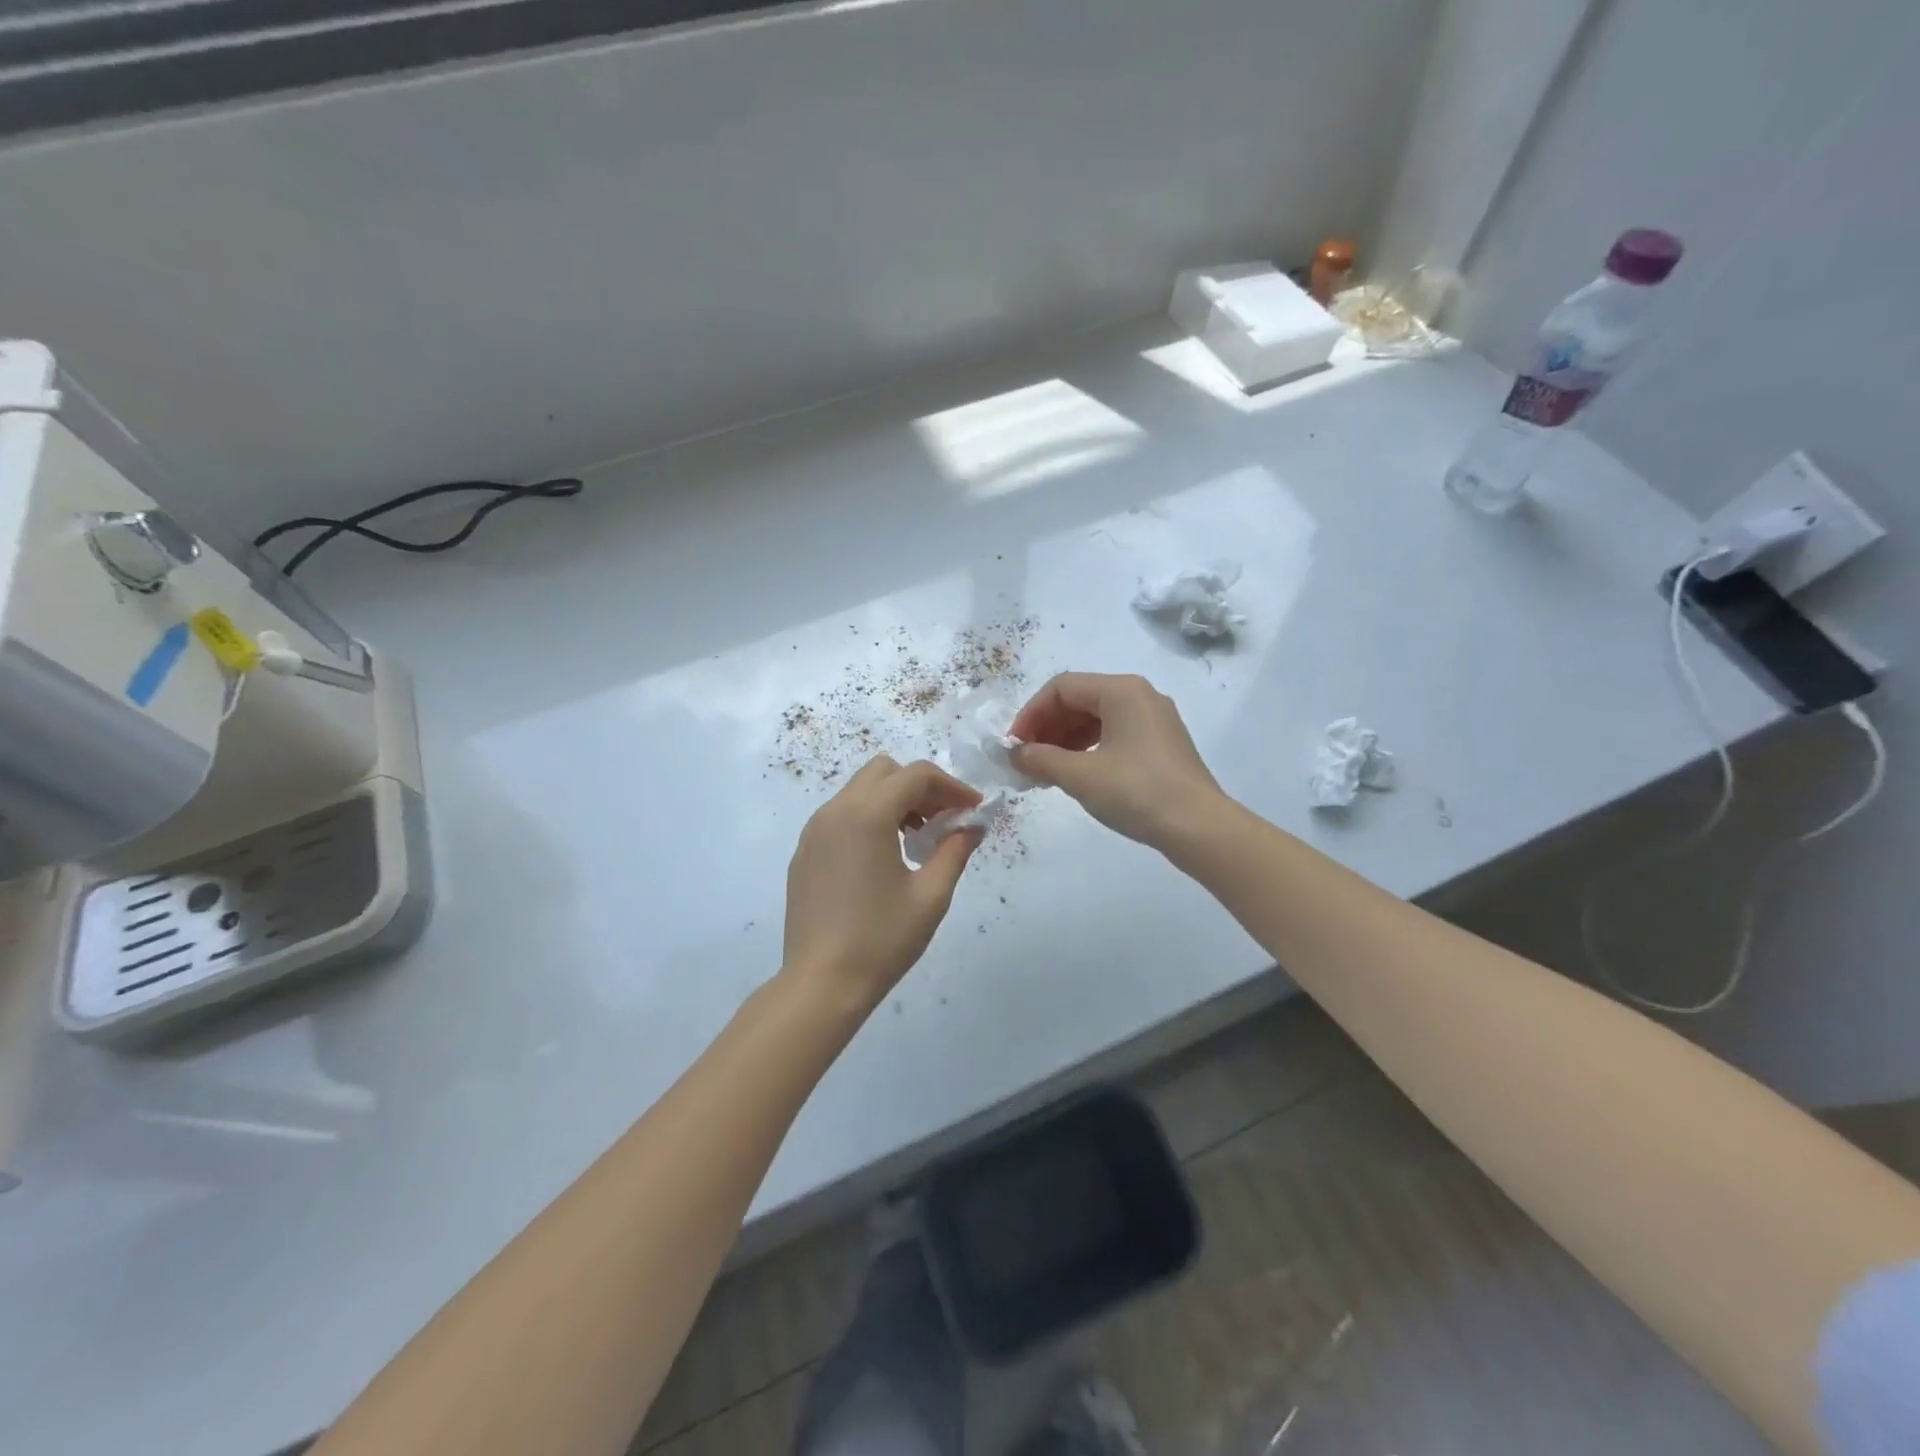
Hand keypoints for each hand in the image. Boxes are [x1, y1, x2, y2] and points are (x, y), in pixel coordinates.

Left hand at [783, 756, 982, 1010]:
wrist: (820, 984)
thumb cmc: (882, 939)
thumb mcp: (931, 896)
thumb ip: (955, 850)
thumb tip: (973, 826)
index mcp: (867, 815)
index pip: (916, 775)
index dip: (951, 786)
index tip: (972, 811)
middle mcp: (835, 811)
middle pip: (884, 771)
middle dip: (920, 787)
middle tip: (945, 819)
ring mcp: (814, 830)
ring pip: (860, 790)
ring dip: (894, 800)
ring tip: (918, 839)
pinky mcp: (804, 851)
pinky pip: (841, 814)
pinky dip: (869, 817)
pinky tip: (884, 856)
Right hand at [1009, 672, 1225, 849]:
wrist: (1199, 827)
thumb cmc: (1136, 792)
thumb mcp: (1081, 776)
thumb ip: (1041, 759)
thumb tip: (1015, 754)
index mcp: (1121, 690)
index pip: (1061, 688)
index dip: (1031, 714)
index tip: (1014, 745)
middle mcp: (1139, 695)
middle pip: (1079, 699)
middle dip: (1047, 727)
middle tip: (1026, 759)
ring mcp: (1154, 719)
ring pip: (1096, 718)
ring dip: (1065, 740)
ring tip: (1045, 770)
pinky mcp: (1160, 743)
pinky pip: (1114, 734)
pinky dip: (1088, 749)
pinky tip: (1074, 773)